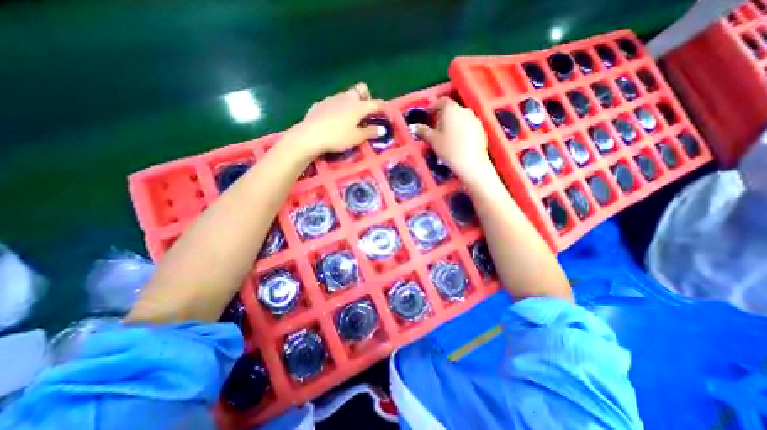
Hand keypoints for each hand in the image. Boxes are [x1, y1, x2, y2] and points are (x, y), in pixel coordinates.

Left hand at [285, 83, 385, 157]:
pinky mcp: (320, 104)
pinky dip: (337, 108)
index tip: (386, 114)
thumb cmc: (338, 137)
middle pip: (360, 90)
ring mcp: (331, 99)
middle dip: (366, 97)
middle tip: (365, 112)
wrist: (310, 135)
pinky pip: (332, 103)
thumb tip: (382, 129)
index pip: (375, 103)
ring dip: (351, 103)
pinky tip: (333, 120)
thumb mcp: (357, 138)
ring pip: (345, 96)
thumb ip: (370, 132)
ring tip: (350, 118)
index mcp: (358, 106)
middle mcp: (346, 98)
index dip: (382, 108)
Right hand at [413, 98, 489, 181]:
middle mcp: (464, 110)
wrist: (471, 163)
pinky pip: (468, 125)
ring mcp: (475, 119)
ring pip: (461, 117)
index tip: (428, 116)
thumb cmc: (449, 149)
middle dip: (443, 116)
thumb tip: (414, 126)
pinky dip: (461, 129)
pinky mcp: (481, 129)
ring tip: (447, 136)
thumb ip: (423, 131)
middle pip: (452, 109)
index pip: (442, 101)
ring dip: (453, 123)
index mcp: (451, 109)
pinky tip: (458, 141)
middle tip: (436, 128)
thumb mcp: (433, 140)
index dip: (434, 107)